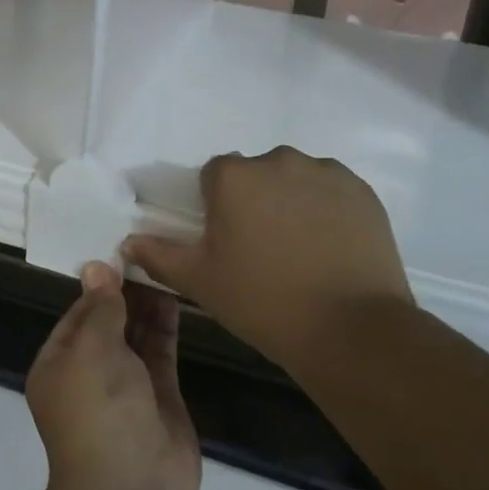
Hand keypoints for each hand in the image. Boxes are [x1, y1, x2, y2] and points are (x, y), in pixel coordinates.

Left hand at [26, 262, 199, 489]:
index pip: (77, 314)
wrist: (133, 489)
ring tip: (163, 265)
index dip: (98, 285)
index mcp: (58, 365)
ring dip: (147, 304)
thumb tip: (96, 267)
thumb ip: (101, 306)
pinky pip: (161, 352)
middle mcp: (89, 374)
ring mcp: (127, 387)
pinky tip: (175, 294)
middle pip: (108, 323)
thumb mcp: (92, 347)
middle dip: (125, 292)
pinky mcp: (160, 398)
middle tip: (148, 252)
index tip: (120, 252)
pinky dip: (165, 325)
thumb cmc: (98, 408)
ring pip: (136, 336)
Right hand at [123, 146, 412, 374]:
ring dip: (291, 201)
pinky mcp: (360, 190)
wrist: (351, 329)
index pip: (215, 176)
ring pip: (295, 179)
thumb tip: (128, 241)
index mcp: (233, 176)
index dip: (217, 206)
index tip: (227, 240)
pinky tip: (331, 247)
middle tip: (263, 248)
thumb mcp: (200, 282)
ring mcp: (323, 172)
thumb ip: (159, 255)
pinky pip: (331, 190)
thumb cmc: (263, 301)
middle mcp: (277, 160)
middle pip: (256, 174)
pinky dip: (327, 209)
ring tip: (302, 250)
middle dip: (255, 200)